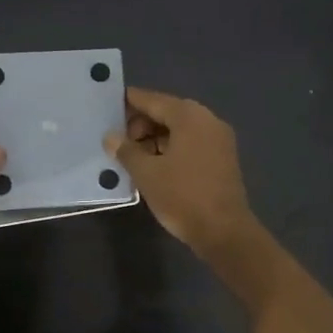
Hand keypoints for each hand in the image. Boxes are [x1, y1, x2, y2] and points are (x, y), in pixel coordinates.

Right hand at [106, 87, 257, 255]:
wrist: (224, 232)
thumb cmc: (182, 196)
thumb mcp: (146, 173)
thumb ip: (126, 150)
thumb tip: (110, 137)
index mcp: (189, 116)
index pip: (152, 100)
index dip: (129, 102)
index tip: (108, 105)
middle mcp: (207, 120)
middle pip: (167, 112)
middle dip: (141, 124)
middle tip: (118, 142)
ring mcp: (218, 139)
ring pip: (179, 129)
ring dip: (155, 138)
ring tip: (132, 157)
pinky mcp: (222, 158)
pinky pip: (191, 143)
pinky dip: (171, 149)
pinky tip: (153, 165)